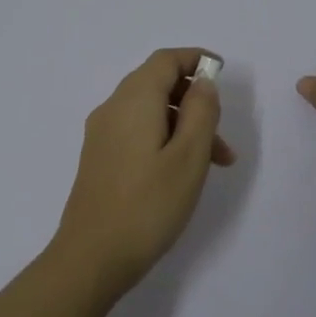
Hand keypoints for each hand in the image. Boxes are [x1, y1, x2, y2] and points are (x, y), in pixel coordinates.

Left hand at [51, 47, 236, 300]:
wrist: (92, 257)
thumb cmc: (148, 205)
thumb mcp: (189, 156)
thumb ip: (201, 112)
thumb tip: (203, 84)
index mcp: (134, 100)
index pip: (166, 60)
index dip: (195, 59)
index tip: (223, 73)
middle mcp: (112, 108)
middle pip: (157, 84)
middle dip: (195, 101)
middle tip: (223, 138)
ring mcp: (101, 135)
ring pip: (149, 112)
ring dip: (183, 126)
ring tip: (213, 165)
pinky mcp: (99, 159)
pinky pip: (136, 132)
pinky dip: (164, 139)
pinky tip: (180, 174)